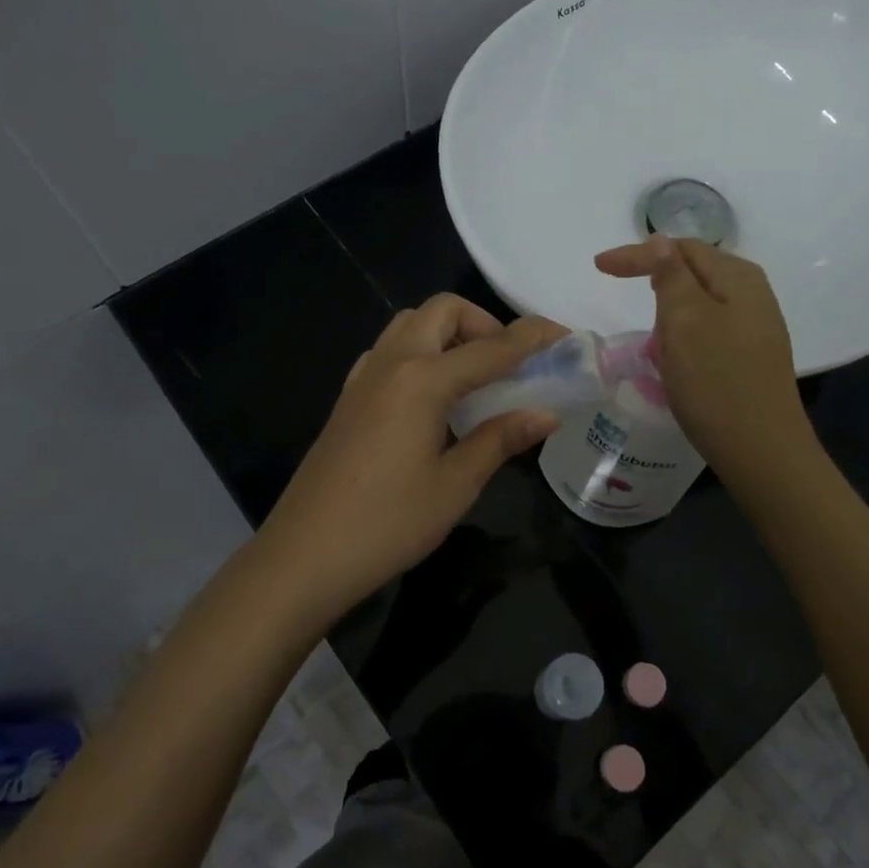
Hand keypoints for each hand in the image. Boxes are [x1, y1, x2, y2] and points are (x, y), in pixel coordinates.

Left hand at [253, 296, 567, 624]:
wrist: (304, 556)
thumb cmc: (388, 523)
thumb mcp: (455, 484)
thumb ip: (500, 439)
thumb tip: (546, 414)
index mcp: (422, 380)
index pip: (491, 347)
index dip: (532, 338)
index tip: (564, 334)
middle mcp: (391, 363)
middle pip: (442, 311)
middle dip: (484, 324)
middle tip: (508, 365)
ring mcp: (363, 378)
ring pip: (410, 325)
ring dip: (449, 334)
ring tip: (473, 379)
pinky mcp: (348, 398)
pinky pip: (390, 351)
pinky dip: (421, 352)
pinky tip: (432, 398)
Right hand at [594, 236, 812, 479]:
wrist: (762, 450)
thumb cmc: (716, 382)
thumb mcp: (686, 321)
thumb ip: (672, 275)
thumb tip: (661, 241)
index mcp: (738, 277)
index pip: (680, 248)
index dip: (638, 254)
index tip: (598, 267)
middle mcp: (753, 294)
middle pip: (693, 271)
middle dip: (656, 280)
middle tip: (624, 296)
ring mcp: (755, 326)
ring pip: (699, 303)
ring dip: (669, 312)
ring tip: (649, 336)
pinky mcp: (751, 355)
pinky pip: (708, 329)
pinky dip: (684, 335)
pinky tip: (676, 358)